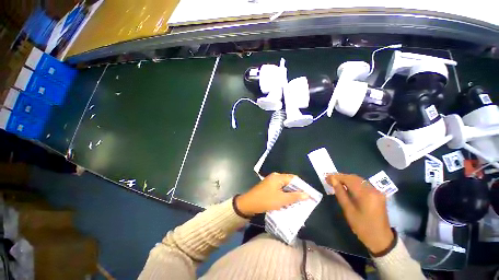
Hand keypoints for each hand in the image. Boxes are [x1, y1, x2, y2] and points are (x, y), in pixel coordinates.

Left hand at [236, 172, 309, 216]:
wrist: (248, 204)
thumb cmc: (266, 200)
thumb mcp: (281, 199)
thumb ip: (295, 196)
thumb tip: (307, 195)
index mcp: (278, 177)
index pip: (294, 178)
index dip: (302, 186)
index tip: (309, 194)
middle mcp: (275, 177)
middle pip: (289, 182)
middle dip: (297, 190)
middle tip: (305, 199)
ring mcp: (271, 181)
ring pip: (284, 186)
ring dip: (290, 193)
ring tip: (298, 202)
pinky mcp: (268, 187)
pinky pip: (279, 189)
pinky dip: (284, 194)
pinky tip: (288, 201)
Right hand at [326, 173, 393, 254]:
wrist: (381, 239)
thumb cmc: (362, 226)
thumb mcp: (348, 210)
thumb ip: (340, 193)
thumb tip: (333, 180)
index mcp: (365, 194)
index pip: (349, 179)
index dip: (336, 177)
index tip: (326, 177)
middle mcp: (373, 189)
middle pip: (354, 178)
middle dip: (341, 177)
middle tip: (330, 179)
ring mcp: (377, 191)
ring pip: (359, 180)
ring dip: (347, 179)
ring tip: (336, 181)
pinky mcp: (378, 194)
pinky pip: (363, 184)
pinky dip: (354, 183)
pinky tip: (347, 186)